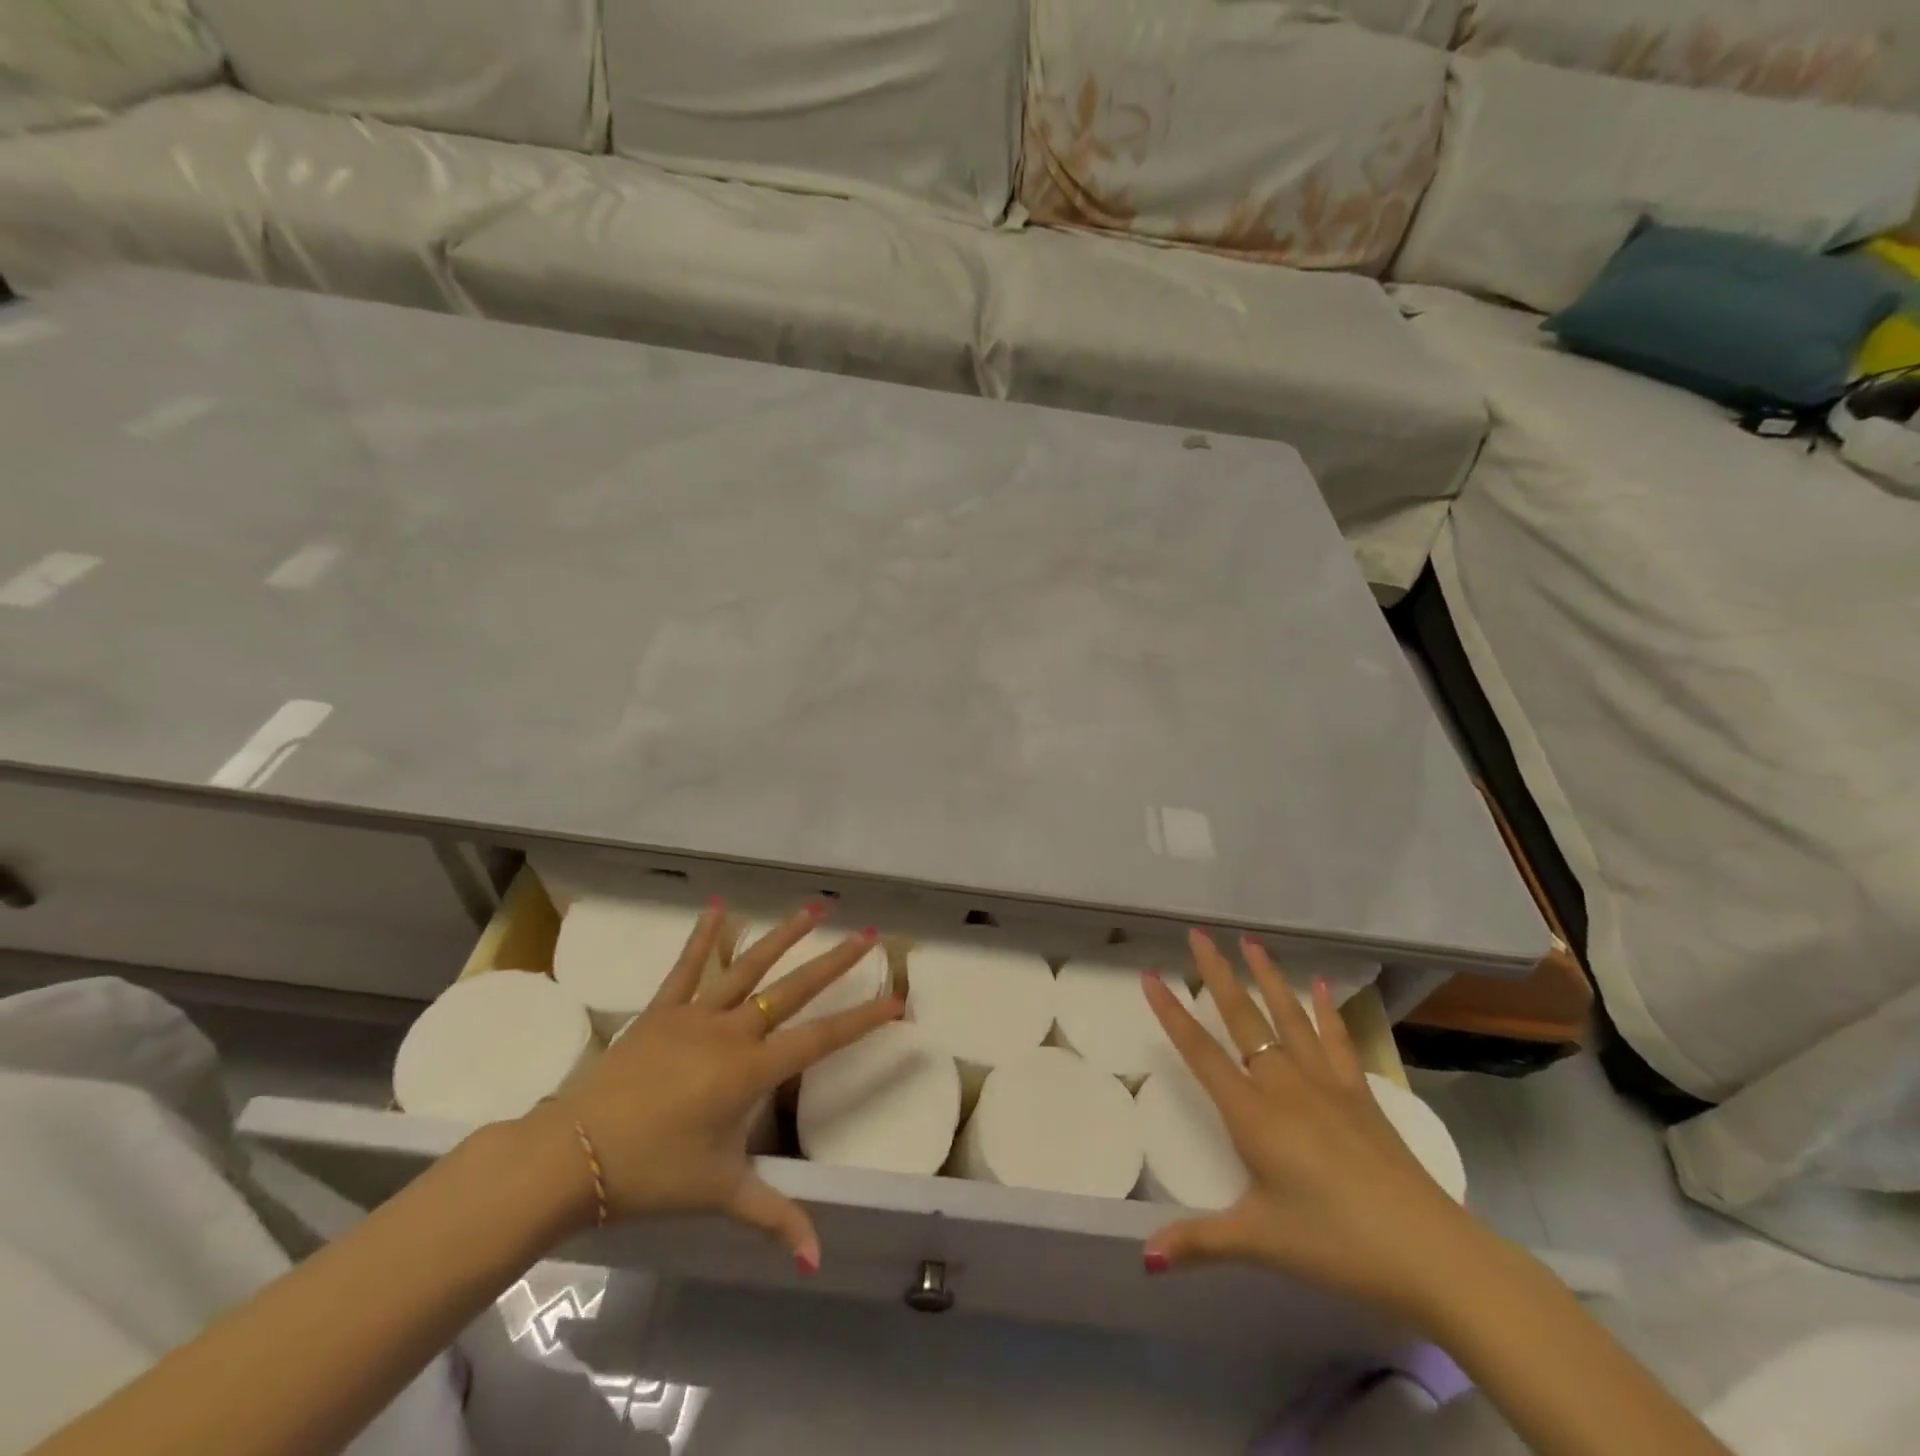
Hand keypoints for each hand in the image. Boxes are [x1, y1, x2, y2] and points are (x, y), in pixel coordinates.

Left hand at [535, 900, 901, 1273]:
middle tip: (870, 934)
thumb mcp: (720, 1194)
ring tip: (815, 909)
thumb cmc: (652, 1174)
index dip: (862, 1020)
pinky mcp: (661, 1010)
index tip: (896, 1000)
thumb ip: (773, 1217)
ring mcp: (694, 1015)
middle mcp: (731, 1032)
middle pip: (794, 990)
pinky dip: (706, 936)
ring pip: (749, 967)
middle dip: (836, 962)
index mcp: (750, 1072)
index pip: (821, 1040)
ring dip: (784, 936)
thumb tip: (817, 1260)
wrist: (571, 1157)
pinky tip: (720, 906)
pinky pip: (688, 966)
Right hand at [1139, 930, 1488, 1324]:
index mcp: (1252, 1114)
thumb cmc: (1336, 1244)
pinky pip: (1336, 1041)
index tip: (1151, 974)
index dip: (1172, 1013)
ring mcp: (1325, 1085)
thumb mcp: (1261, 1241)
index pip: (1200, 1052)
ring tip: (1250, 941)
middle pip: (1242, 1018)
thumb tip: (1146, 1258)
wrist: (1432, 1253)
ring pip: (1288, 1017)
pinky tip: (1320, 986)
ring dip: (1267, 977)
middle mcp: (1284, 1086)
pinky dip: (1326, 1010)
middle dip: (1216, 973)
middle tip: (1198, 933)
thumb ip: (1201, 1241)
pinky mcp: (1359, 1095)